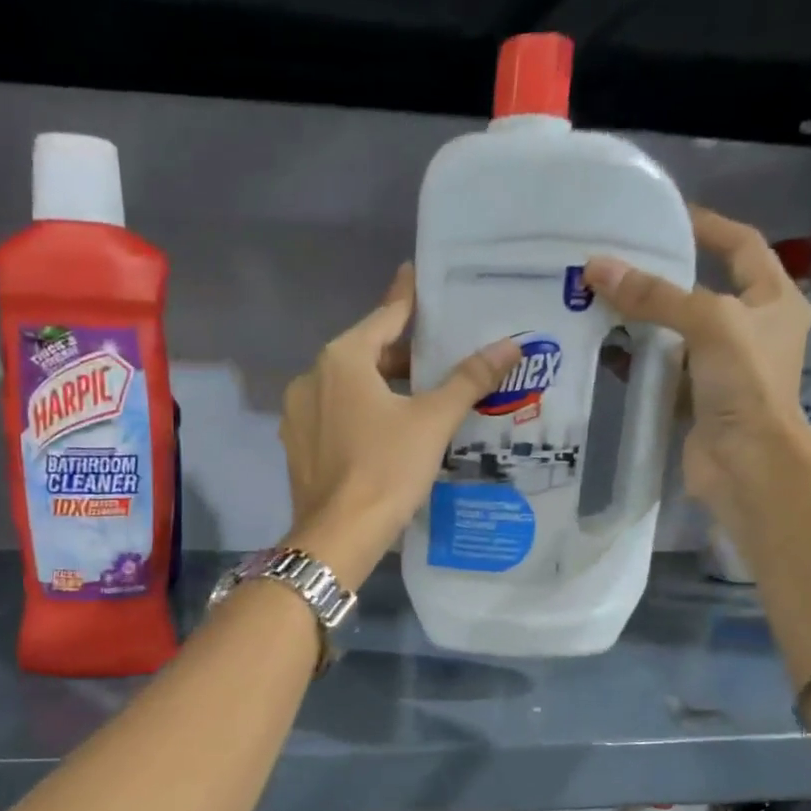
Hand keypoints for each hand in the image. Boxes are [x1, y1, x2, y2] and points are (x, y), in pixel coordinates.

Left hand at [279, 265, 521, 587]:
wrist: (338, 536)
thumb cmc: (386, 470)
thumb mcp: (433, 421)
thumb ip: (469, 378)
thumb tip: (512, 343)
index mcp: (341, 359)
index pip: (384, 316)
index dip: (407, 297)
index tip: (418, 275)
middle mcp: (311, 377)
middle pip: (365, 353)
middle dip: (401, 354)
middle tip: (440, 355)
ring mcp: (298, 414)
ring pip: (348, 387)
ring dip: (381, 386)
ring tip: (421, 395)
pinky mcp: (298, 446)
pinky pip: (334, 415)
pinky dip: (360, 413)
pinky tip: (387, 431)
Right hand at [584, 206, 810, 515]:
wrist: (745, 462)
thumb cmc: (745, 382)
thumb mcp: (707, 323)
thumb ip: (654, 296)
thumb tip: (597, 267)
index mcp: (774, 301)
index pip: (742, 247)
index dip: (710, 227)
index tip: (668, 217)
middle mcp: (751, 330)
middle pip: (703, 291)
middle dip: (662, 279)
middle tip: (619, 265)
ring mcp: (722, 368)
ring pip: (677, 333)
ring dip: (643, 321)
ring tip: (601, 304)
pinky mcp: (695, 399)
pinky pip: (662, 370)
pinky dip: (637, 361)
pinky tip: (606, 352)